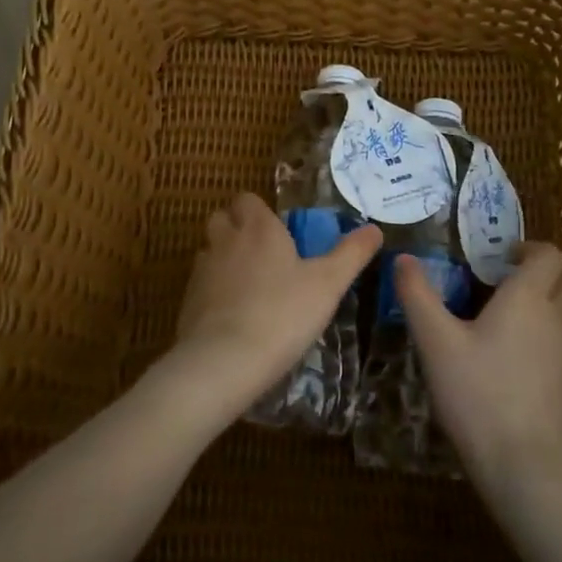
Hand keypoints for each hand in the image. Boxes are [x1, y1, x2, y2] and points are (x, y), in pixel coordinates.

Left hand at [165, 193, 382, 424]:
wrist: (224, 361)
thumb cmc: (283, 314)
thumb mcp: (329, 284)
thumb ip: (351, 254)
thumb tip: (374, 228)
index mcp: (259, 228)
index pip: (248, 199)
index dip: (261, 210)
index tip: (280, 231)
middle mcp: (225, 241)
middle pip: (222, 218)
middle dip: (237, 228)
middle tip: (265, 254)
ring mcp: (202, 271)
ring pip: (209, 250)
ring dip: (225, 259)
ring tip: (250, 285)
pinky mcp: (187, 301)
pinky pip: (201, 284)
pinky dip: (214, 291)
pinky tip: (234, 315)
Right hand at [396, 242, 561, 493]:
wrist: (528, 469)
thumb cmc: (478, 395)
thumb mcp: (436, 343)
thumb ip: (418, 296)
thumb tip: (403, 259)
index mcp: (528, 298)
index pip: (549, 254)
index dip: (529, 249)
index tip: (500, 258)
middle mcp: (559, 319)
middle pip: (560, 281)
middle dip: (534, 276)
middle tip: (496, 289)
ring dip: (541, 311)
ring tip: (502, 331)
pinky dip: (545, 346)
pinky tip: (515, 373)